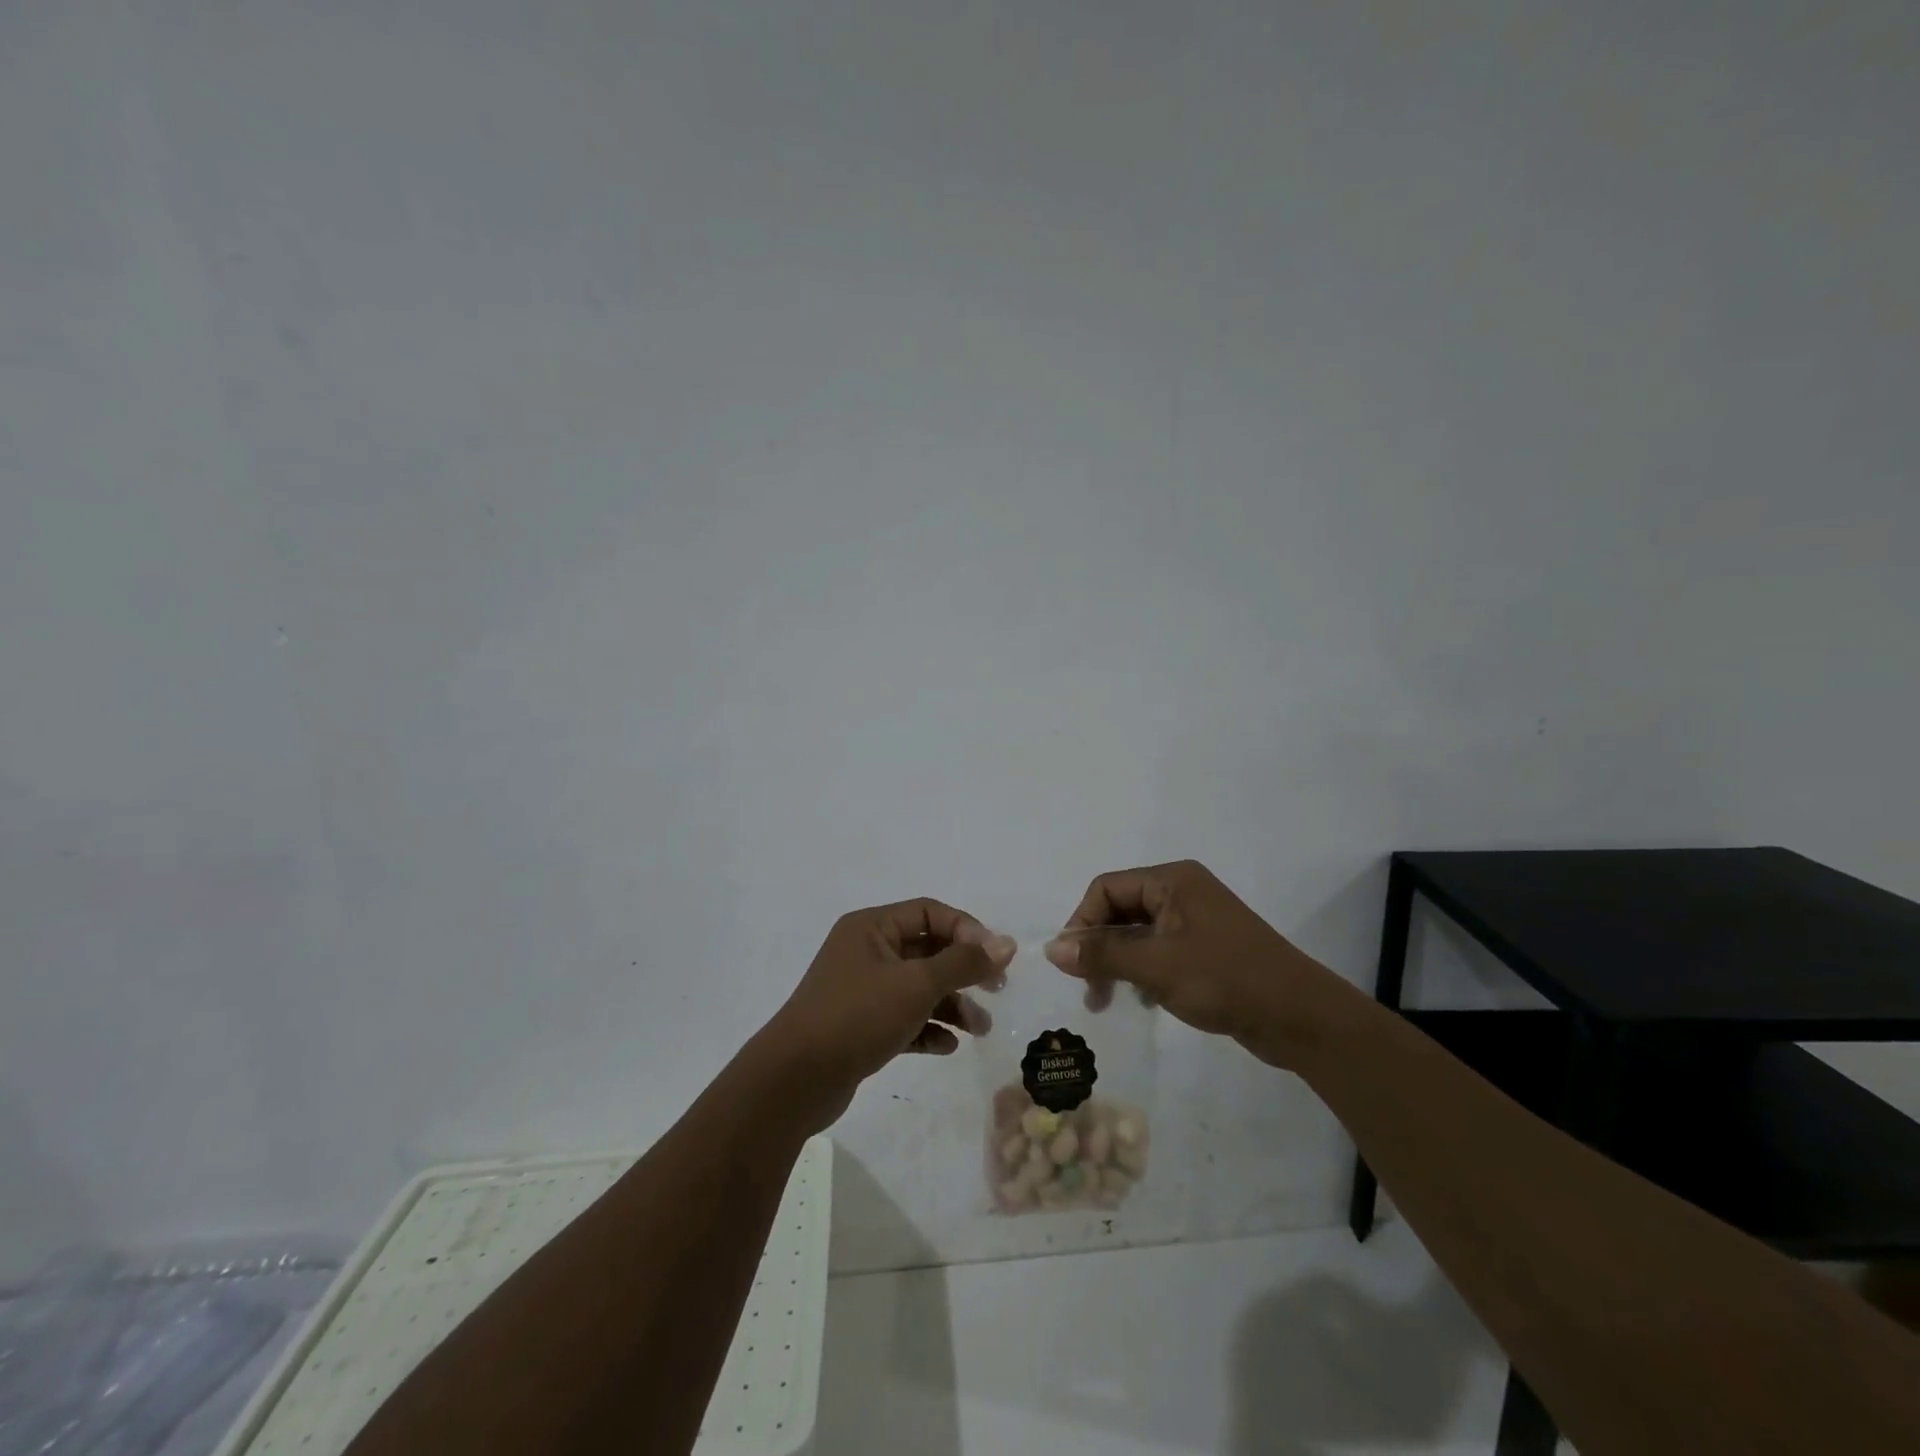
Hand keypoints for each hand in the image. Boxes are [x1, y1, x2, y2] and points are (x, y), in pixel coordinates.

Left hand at [761, 898, 1014, 1129]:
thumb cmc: (858, 1016)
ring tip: (979, 1030)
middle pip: (927, 950)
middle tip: (996, 991)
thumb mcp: (917, 984)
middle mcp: (866, 951)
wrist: (795, 1080)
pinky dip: (927, 1028)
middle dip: (963, 971)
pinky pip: (903, 1018)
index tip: (995, 959)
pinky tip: (947, 1047)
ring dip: (951, 1004)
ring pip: (918, 987)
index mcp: (872, 927)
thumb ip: (964, 963)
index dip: (967, 930)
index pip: (930, 912)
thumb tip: (1007, 943)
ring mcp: (861, 990)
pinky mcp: (859, 1026)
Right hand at [1044, 860, 1346, 1068]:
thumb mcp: (1156, 966)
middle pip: (1121, 909)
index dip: (1082, 921)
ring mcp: (1196, 921)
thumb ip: (1102, 953)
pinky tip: (1142, 1000)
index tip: (1070, 963)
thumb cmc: (1224, 979)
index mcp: (1172, 880)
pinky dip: (1142, 971)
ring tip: (1106, 1000)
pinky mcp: (1207, 949)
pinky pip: (1159, 951)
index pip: (1107, 888)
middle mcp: (1182, 892)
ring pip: (1138, 933)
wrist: (1299, 1017)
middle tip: (1086, 987)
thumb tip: (1052, 948)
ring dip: (1117, 962)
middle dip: (1098, 946)